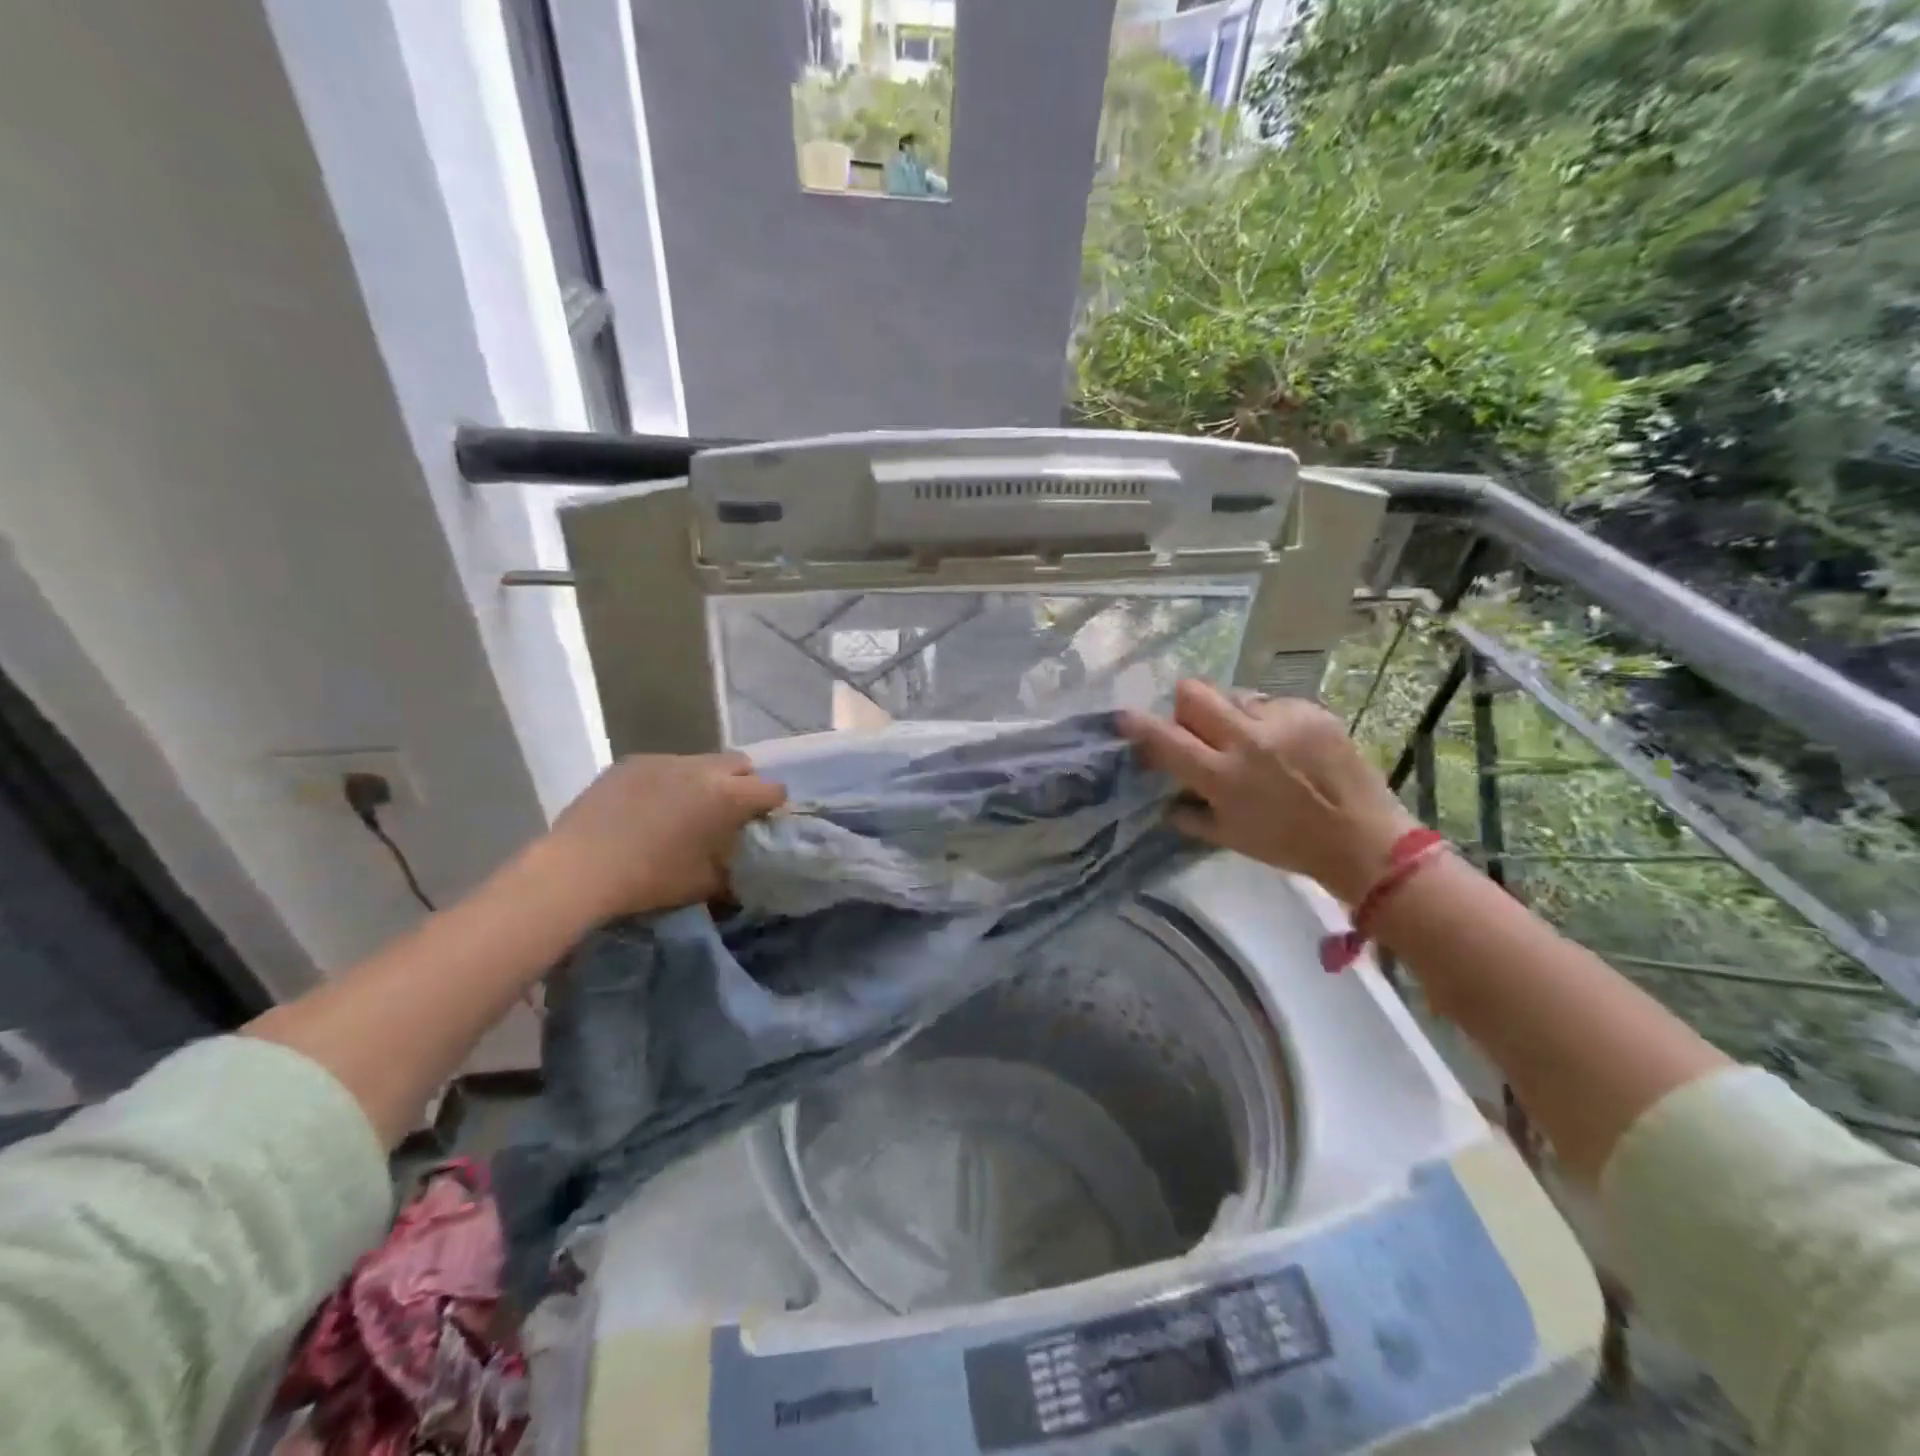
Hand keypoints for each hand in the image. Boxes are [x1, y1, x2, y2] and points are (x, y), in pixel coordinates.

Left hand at [527, 753, 786, 924]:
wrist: (579, 869)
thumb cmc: (651, 879)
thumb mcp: (705, 884)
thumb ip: (735, 871)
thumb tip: (746, 869)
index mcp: (727, 795)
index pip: (772, 789)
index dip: (773, 807)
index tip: (762, 824)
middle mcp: (702, 768)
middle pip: (741, 764)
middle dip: (743, 784)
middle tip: (728, 813)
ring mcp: (664, 760)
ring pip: (701, 762)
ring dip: (705, 781)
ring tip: (685, 810)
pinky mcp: (632, 762)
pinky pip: (665, 766)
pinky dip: (668, 782)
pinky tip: (648, 808)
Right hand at [1120, 680, 1417, 904]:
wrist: (1363, 839)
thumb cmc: (1287, 845)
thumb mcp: (1228, 837)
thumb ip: (1188, 814)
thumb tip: (1164, 796)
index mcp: (1222, 776)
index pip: (1164, 738)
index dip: (1138, 726)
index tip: (1124, 718)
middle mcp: (1247, 740)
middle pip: (1194, 692)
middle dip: (1184, 706)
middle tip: (1195, 727)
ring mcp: (1282, 720)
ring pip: (1232, 694)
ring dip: (1228, 713)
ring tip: (1247, 739)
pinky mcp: (1311, 710)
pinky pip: (1271, 703)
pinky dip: (1266, 720)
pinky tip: (1282, 744)